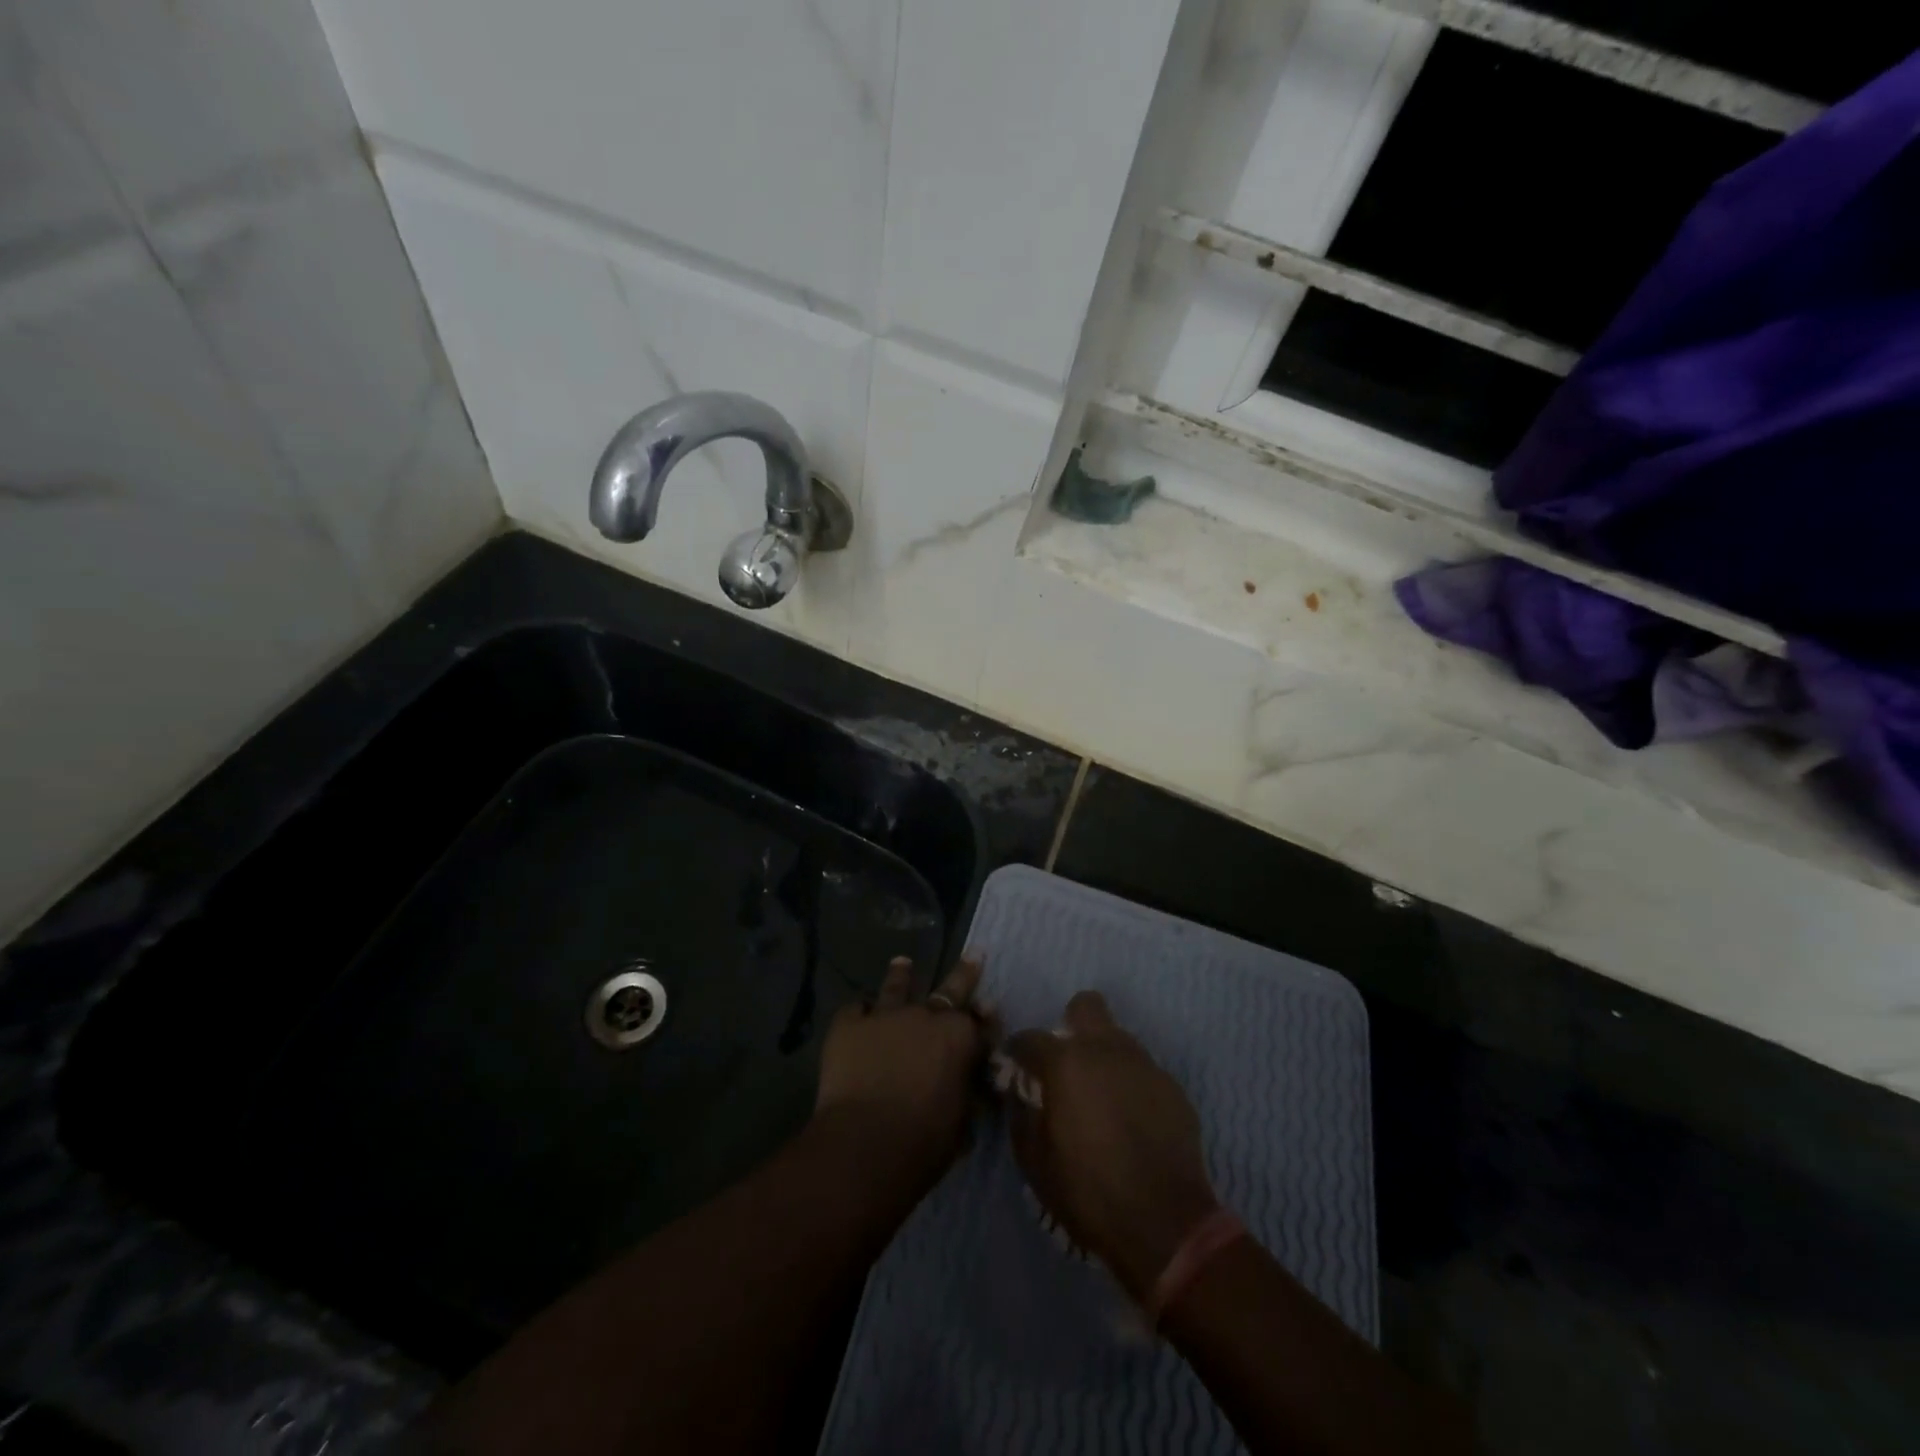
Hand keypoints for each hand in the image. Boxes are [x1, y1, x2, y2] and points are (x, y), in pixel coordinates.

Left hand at [815, 953, 991, 1189]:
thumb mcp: (963, 1120)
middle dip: (965, 972)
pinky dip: (859, 1012)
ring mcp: (885, 1016)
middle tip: (974, 953)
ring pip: (896, 987)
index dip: (987, 1017)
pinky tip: (858, 1013)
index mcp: (960, 1037)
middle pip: (950, 988)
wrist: (865, 1145)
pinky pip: (855, 1009)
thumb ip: (969, 1091)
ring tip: (901, 961)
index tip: (990, 1007)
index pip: (981, 1022)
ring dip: (901, 975)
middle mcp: (926, 1015)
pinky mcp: (849, 1026)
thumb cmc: (924, 1142)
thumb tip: (973, 1085)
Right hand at [1006, 991, 1219, 1300]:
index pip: (1029, 1038)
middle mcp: (1105, 1050)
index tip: (1015, 1070)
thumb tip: (1020, 1095)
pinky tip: (1131, 1120)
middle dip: (1072, 1024)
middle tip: (1067, 1064)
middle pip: (1086, 1006)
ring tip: (1101, 1098)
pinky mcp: (1172, 1087)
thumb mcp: (1035, 1163)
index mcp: (1066, 1063)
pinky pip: (1143, 1071)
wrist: (1165, 1223)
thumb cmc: (1089, 1192)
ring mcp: (1144, 1065)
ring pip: (1118, 1038)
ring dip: (1104, 1057)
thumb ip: (1022, 1118)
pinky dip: (1131, 1085)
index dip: (1017, 1052)